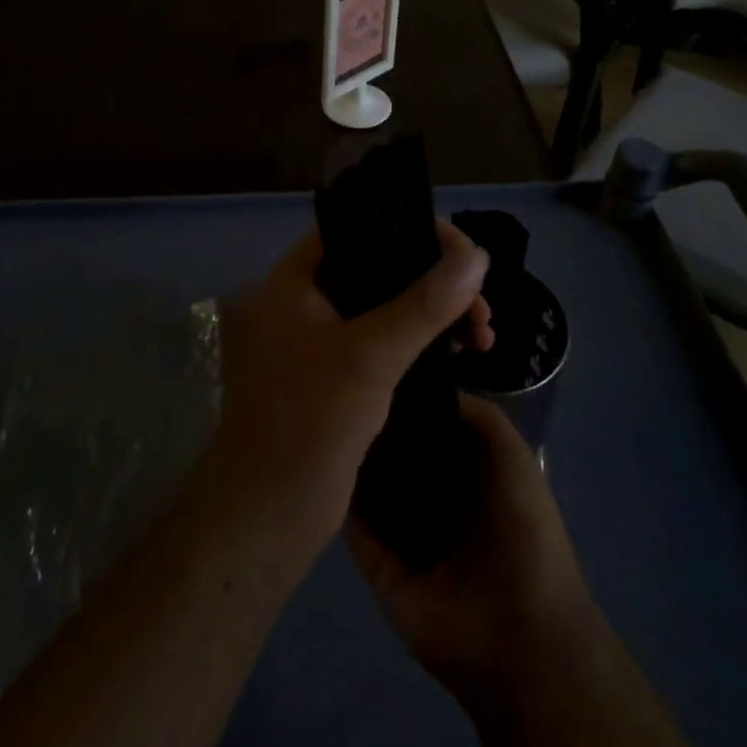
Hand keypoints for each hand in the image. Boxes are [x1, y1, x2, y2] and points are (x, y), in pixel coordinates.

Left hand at [203, 221, 493, 556]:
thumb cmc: (309, 422)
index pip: (356, 227)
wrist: (265, 519)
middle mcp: (302, 301)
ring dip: (432, 314)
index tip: (460, 252)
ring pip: (384, 307)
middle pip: (377, 266)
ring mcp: (316, 341)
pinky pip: (381, 341)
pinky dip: (417, 342)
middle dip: (433, 279)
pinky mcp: (331, 378)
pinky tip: (457, 356)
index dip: (409, 228)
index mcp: (293, 280)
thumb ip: (426, 302)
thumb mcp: (371, 355)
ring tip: (482, 336)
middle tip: (481, 308)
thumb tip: (478, 255)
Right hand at [347, 395, 599, 707]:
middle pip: (395, 451)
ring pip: (369, 483)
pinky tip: (322, 457)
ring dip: (354, 455)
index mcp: (466, 471)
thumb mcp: (510, 453)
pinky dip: (340, 495)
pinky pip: (353, 523)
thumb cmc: (522, 529)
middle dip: (376, 423)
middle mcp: (433, 498)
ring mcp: (403, 533)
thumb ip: (473, 413)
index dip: (407, 396)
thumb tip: (422, 386)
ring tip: (325, 412)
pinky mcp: (379, 566)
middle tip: (344, 385)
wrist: (518, 632)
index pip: (426, 424)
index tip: (376, 361)